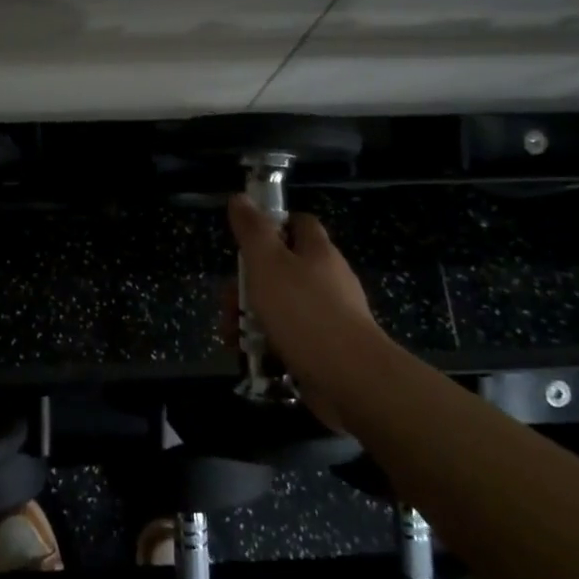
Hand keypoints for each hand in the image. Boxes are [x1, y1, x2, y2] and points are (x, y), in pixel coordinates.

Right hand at [224, 194, 388, 425]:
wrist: (351, 380)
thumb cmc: (304, 312)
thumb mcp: (268, 263)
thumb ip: (252, 230)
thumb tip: (240, 198)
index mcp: (317, 252)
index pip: (298, 223)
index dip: (272, 225)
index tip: (245, 241)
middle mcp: (328, 280)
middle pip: (282, 269)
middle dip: (247, 284)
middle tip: (227, 302)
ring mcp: (329, 317)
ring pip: (281, 307)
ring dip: (251, 318)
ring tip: (231, 336)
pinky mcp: (326, 351)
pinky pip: (290, 339)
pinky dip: (267, 344)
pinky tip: (250, 356)